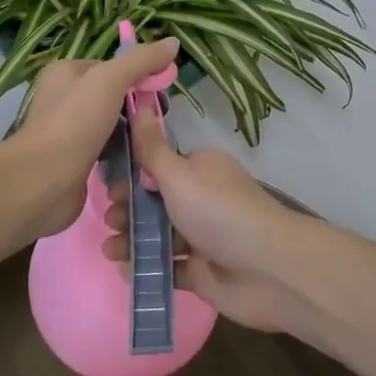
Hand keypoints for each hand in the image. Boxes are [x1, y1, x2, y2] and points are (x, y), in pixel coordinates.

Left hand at [11, 39, 180, 235]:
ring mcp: (70, 132)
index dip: (140, 77)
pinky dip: (123, 157)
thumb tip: (173, 42)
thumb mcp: (110, 80)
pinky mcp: (76, 161)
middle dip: (138, 109)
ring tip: (151, 145)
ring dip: (133, 135)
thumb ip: (142, 60)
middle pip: (115, 97)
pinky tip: (138, 164)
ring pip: (113, 126)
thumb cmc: (75, 122)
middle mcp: (65, 98)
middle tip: (158, 123)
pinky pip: (108, 152)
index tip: (162, 94)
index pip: (113, 68)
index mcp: (67, 72)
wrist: (43, 181)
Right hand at [103, 106, 299, 331]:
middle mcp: (203, 198)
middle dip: (129, 209)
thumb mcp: (178, 174)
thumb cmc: (217, 212)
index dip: (132, 175)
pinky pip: (168, 266)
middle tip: (108, 219)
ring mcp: (203, 237)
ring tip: (109, 250)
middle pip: (156, 201)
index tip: (108, 186)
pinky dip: (147, 267)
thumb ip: (151, 147)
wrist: (267, 270)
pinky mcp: (203, 271)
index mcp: (200, 168)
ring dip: (131, 240)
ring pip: (159, 234)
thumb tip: (138, 103)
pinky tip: (124, 270)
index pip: (160, 166)